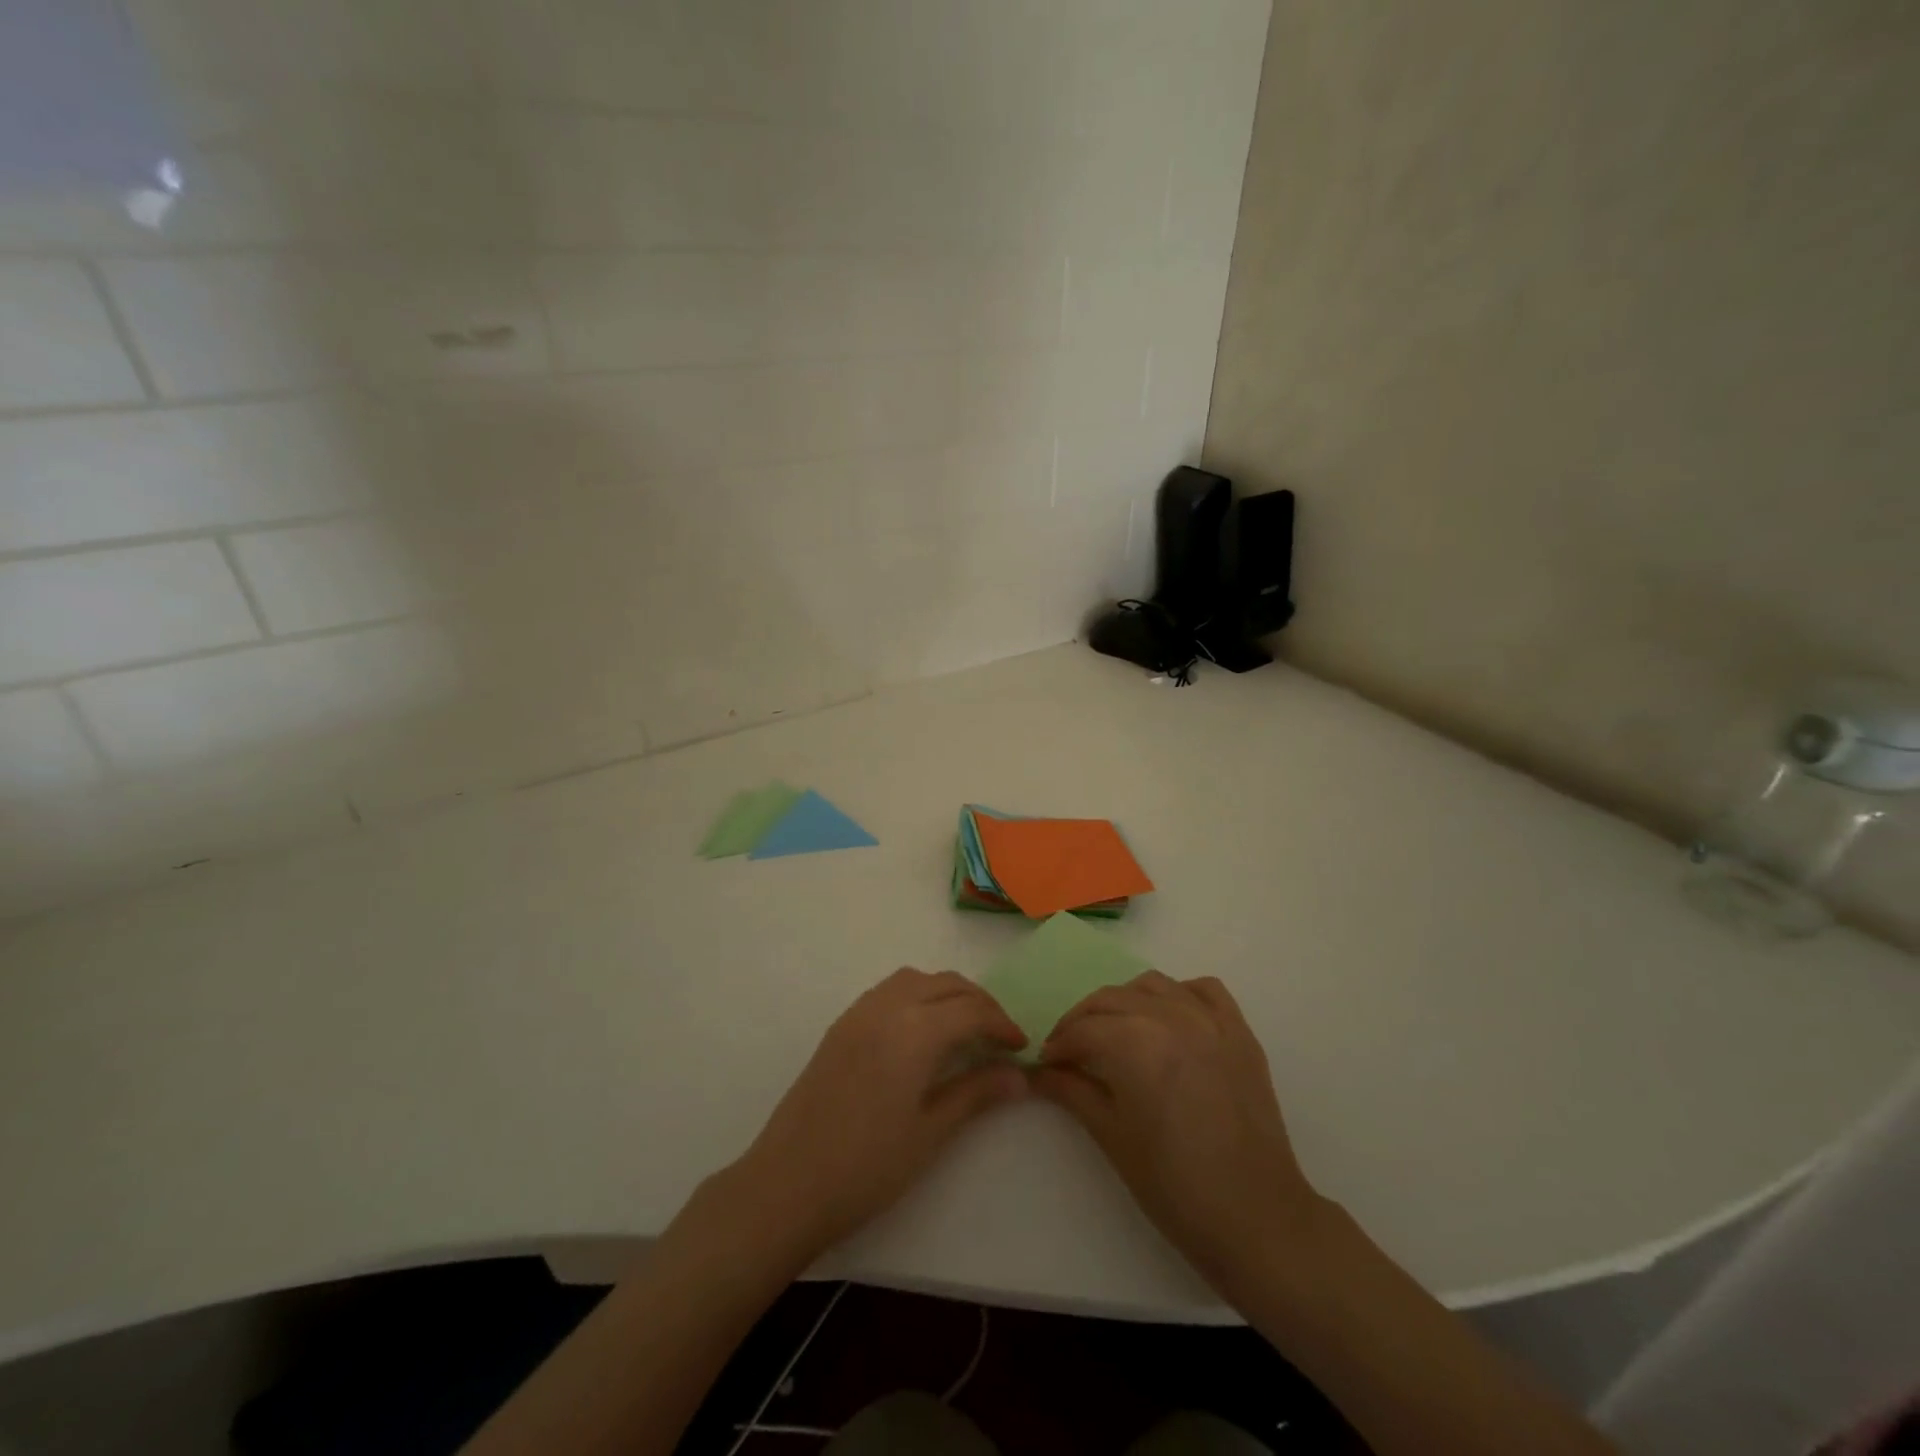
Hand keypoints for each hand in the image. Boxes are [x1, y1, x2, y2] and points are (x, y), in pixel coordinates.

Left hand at [725, 969, 1027, 1258]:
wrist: (788, 1183)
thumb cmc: (867, 1166)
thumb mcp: (931, 1132)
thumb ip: (976, 1093)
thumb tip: (1020, 1076)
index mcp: (915, 1030)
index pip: (972, 1010)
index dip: (1002, 1024)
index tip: (1022, 1048)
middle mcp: (888, 1006)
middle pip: (946, 984)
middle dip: (980, 1003)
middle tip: (999, 1036)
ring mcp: (859, 1012)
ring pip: (916, 980)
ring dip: (946, 993)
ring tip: (963, 1028)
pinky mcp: (841, 1025)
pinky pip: (889, 990)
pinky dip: (917, 995)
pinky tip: (921, 1032)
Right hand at [1035, 972, 1323, 1295]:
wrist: (1256, 1218)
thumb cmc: (1174, 1185)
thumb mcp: (1111, 1135)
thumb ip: (1071, 1090)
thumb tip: (1038, 1071)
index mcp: (1135, 1041)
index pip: (1082, 1030)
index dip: (1059, 1046)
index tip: (1046, 1064)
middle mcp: (1171, 1015)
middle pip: (1110, 999)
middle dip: (1082, 1021)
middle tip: (1070, 1051)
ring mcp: (1210, 1019)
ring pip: (1152, 986)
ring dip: (1124, 1002)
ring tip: (1115, 1033)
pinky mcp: (1239, 1031)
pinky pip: (1203, 990)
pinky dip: (1178, 995)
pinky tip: (1168, 1021)